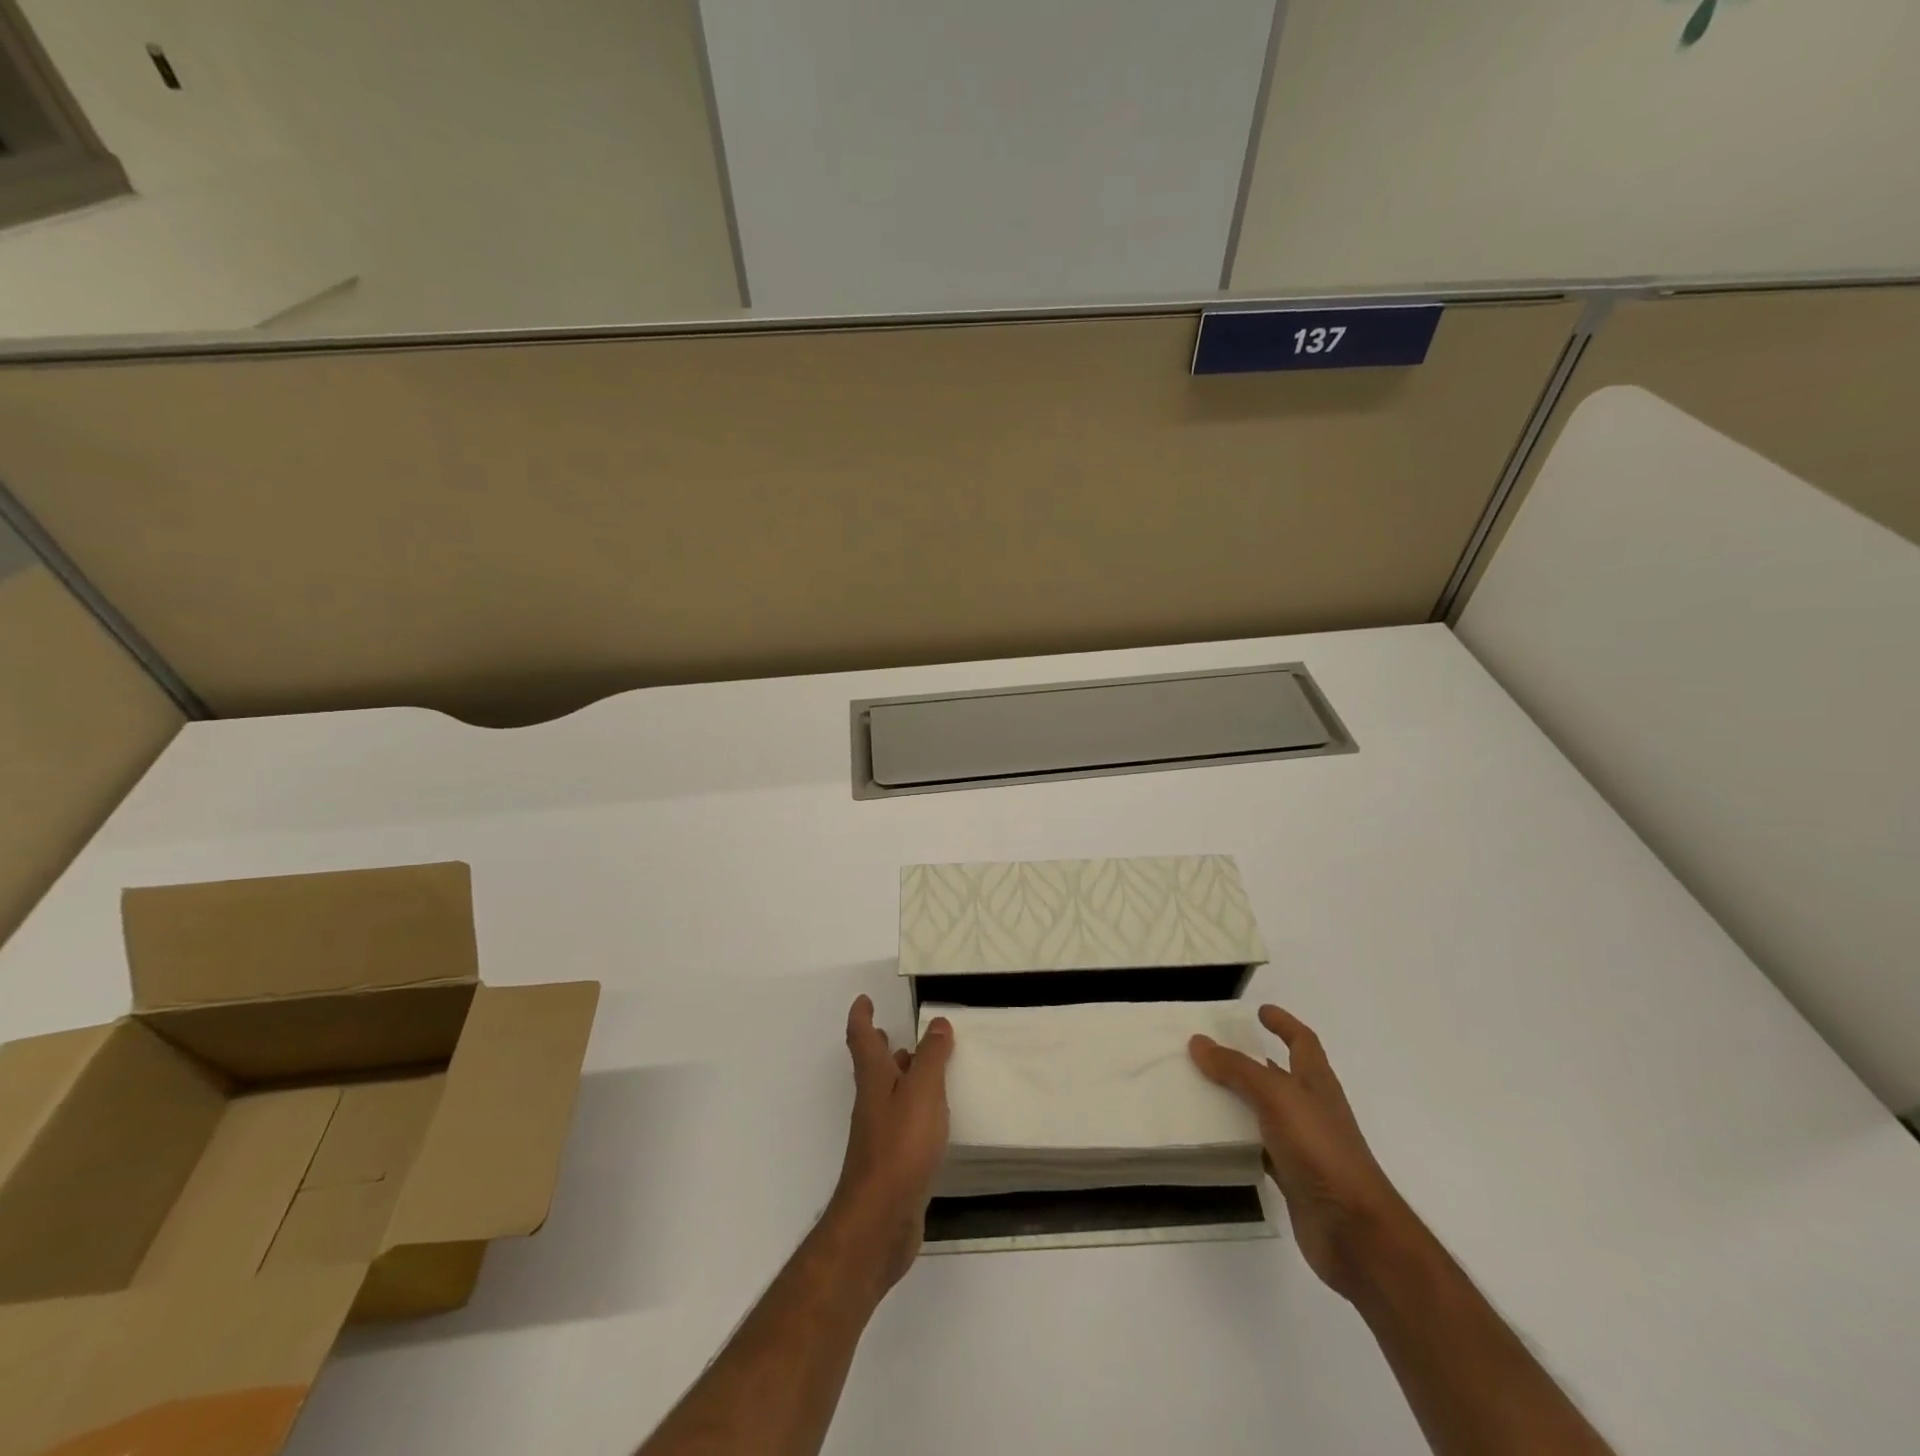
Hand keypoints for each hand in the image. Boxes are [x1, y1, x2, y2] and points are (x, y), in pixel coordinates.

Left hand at [826, 994, 953, 1291]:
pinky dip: (914, 1109)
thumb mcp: (922, 1093)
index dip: (862, 1017)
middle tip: (890, 1030)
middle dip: (878, 1046)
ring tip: (922, 1067)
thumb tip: (937, 1023)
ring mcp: (880, 1135)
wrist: (880, 1222)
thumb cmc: (900, 1147)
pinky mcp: (892, 1163)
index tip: (864, 1000)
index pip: (862, 1039)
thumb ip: (932, 1057)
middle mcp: (872, 1103)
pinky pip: (902, 1123)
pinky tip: (933, 1118)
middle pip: (872, 1067)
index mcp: (874, 1080)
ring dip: (899, 1076)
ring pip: (888, 1095)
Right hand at [1191, 1004, 1413, 1301]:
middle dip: (1250, 1060)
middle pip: (1280, 1075)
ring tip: (1201, 1088)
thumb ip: (1237, 1069)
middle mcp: (1312, 1109)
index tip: (1260, 1010)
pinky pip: (1259, 1149)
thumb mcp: (1277, 1097)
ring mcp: (1304, 1145)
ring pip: (1265, 1112)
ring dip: (1239, 1099)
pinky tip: (1214, 1138)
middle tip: (1212, 1049)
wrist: (1355, 1232)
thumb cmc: (1321, 1151)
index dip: (1284, 1023)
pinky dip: (1239, 1140)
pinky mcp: (1293, 1178)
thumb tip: (1199, 1042)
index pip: (1302, 1042)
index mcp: (1316, 1083)